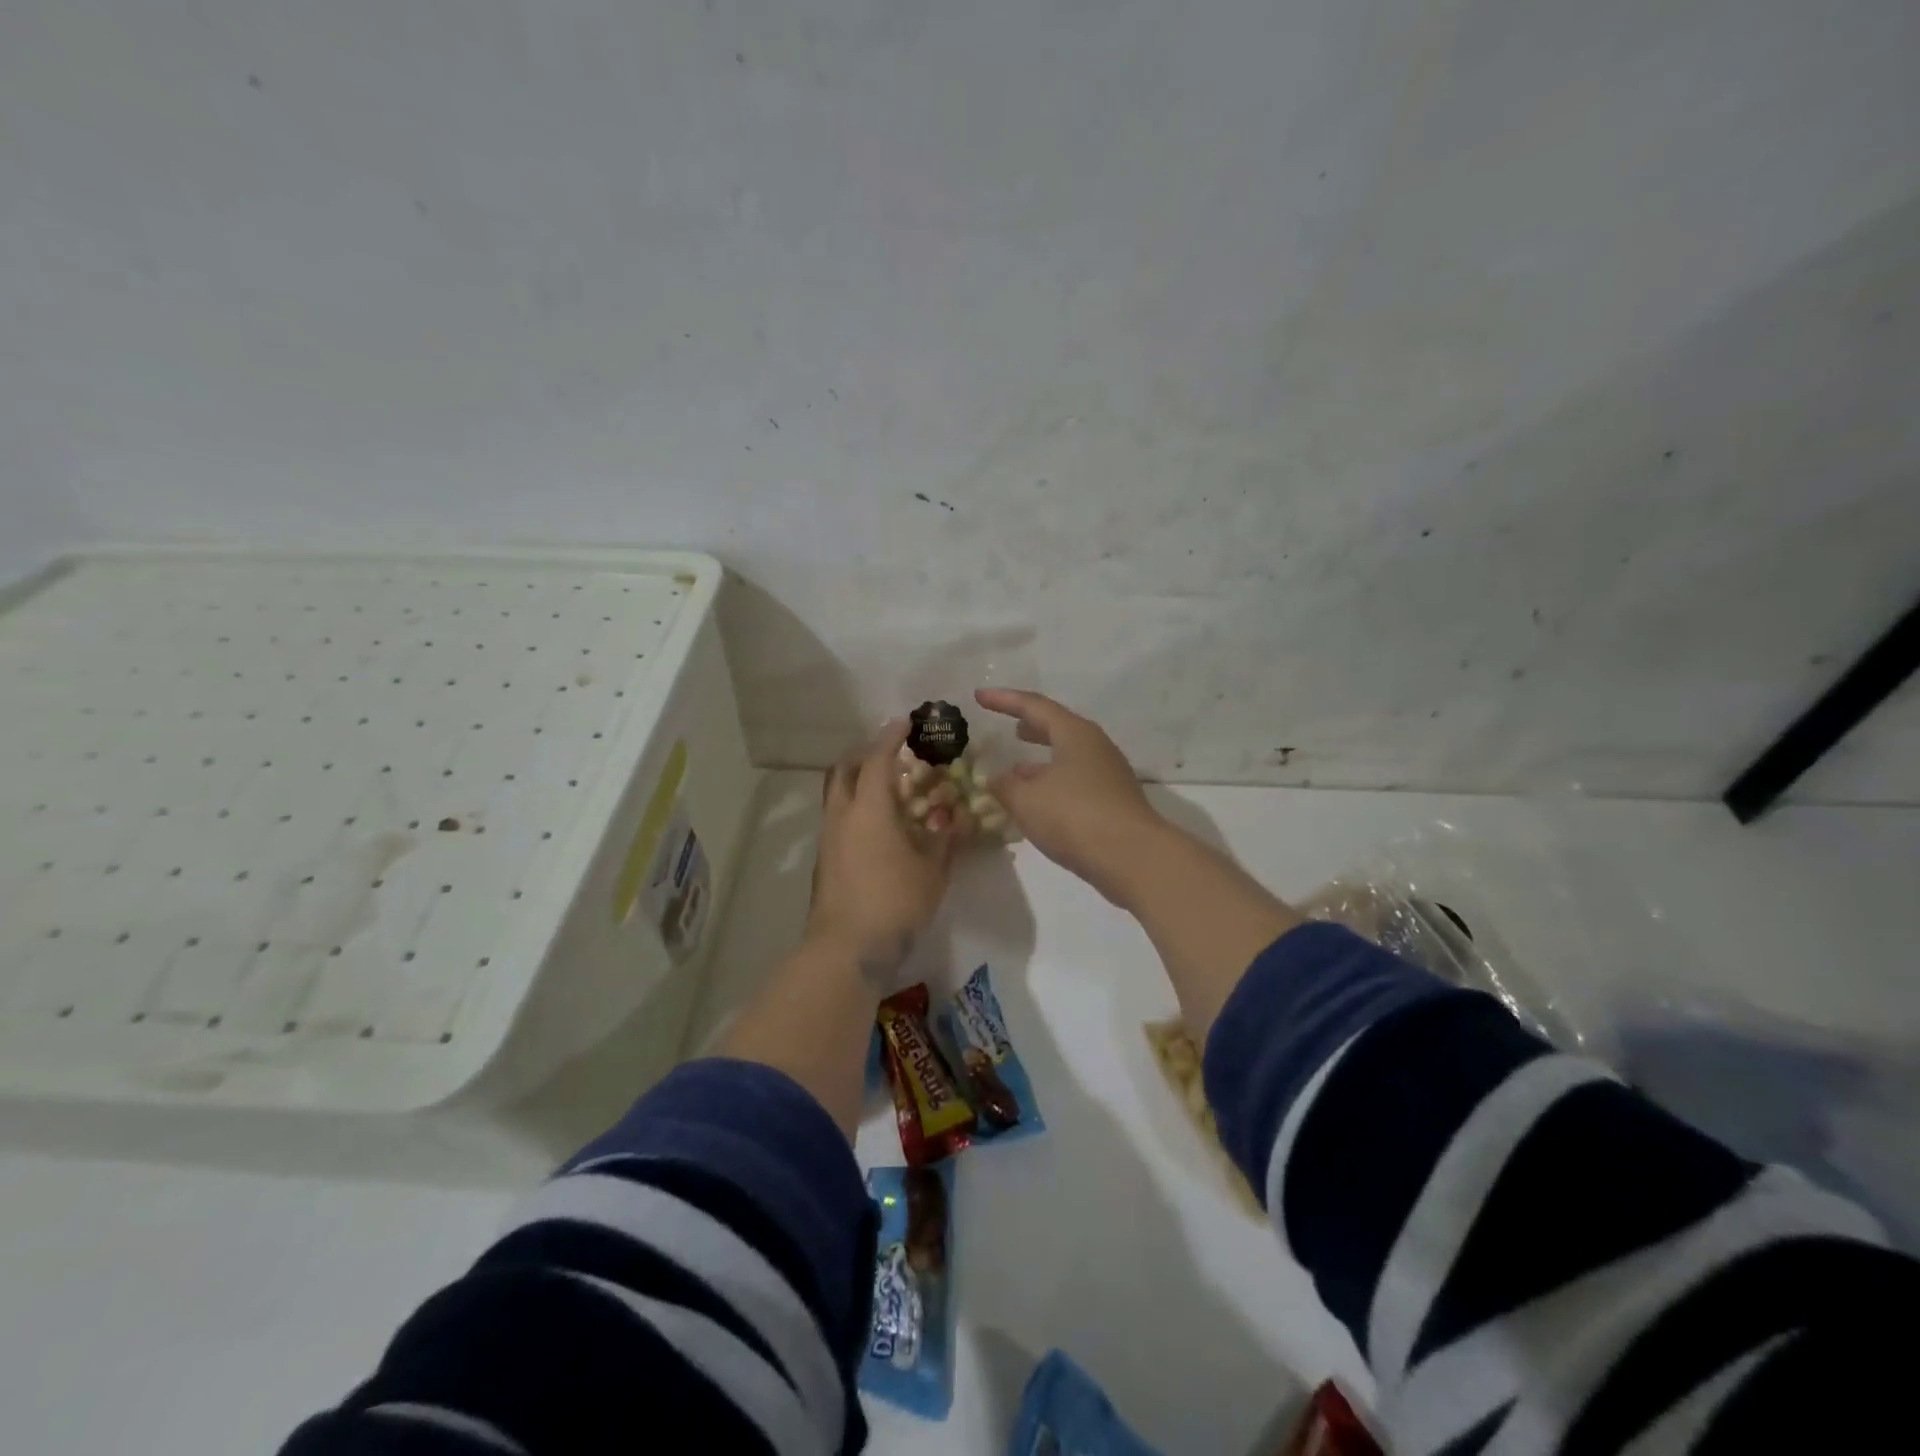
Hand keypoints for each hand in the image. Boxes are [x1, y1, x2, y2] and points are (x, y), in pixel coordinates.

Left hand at [806, 719, 955, 980]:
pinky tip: (877, 826)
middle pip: (845, 768)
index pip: (878, 759)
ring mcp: (828, 837)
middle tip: (891, 754)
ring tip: (887, 789)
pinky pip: (837, 816)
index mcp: (870, 809)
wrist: (847, 948)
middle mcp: (842, 814)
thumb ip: (946, 838)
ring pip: (837, 793)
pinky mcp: (824, 858)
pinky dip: (855, 806)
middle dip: (866, 753)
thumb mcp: (933, 870)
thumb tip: (955, 817)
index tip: (905, 722)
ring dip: (858, 781)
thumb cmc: (895, 902)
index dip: (892, 737)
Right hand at [974, 688, 1167, 905]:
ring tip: (1017, 769)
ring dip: (1041, 760)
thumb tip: (996, 779)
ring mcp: (1108, 774)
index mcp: (1074, 733)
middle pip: (1058, 728)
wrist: (1133, 857)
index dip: (1004, 700)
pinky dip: (1053, 784)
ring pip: (1068, 757)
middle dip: (1031, 727)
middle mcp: (1095, 747)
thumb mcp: (1027, 800)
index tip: (979, 696)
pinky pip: (1076, 782)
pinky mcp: (1113, 801)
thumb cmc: (1075, 816)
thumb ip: (1005, 786)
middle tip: (1010, 726)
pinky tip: (1039, 802)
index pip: (1033, 706)